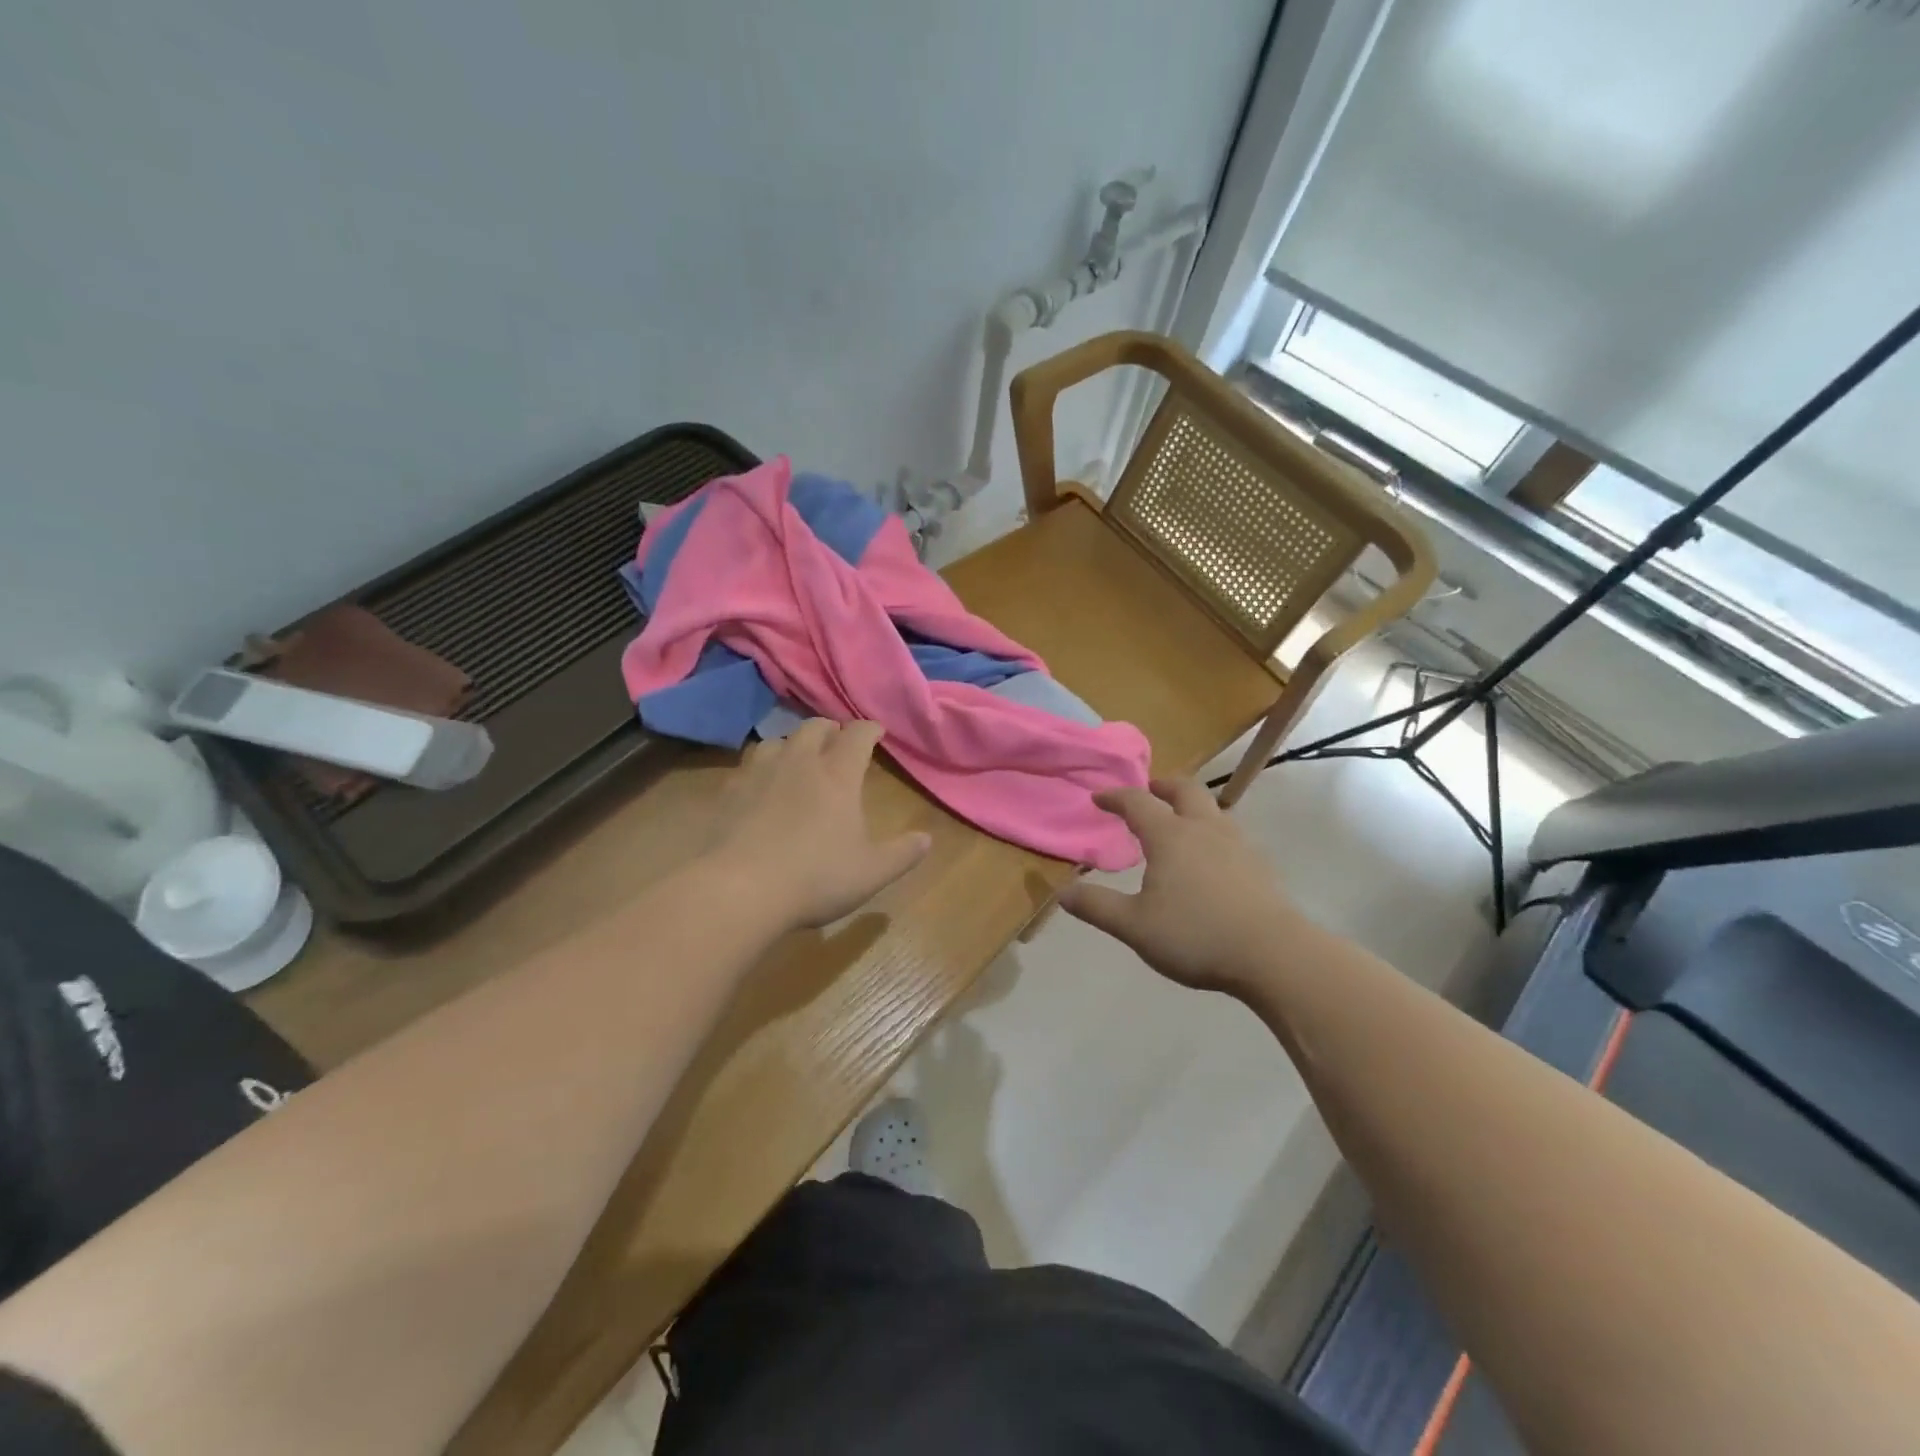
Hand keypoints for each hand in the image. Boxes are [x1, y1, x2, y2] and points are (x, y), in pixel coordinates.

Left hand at [703, 719, 931, 929]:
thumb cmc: (815, 878)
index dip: (869, 729)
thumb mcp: (870, 873)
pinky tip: (757, 785)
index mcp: (837, 775)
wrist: (739, 889)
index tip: (876, 731)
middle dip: (829, 728)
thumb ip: (902, 854)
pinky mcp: (728, 791)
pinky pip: (745, 766)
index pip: (857, 735)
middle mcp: (799, 762)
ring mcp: (758, 773)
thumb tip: (927, 839)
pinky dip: (758, 768)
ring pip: (776, 740)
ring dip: (790, 744)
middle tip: (835, 739)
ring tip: (795, 757)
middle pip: (814, 727)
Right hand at [1059, 779, 1305, 994]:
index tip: (1099, 797)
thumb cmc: (1196, 936)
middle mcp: (1204, 829)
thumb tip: (1063, 892)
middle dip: (1162, 785)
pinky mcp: (1259, 865)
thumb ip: (1097, 907)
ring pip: (1212, 809)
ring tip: (1179, 821)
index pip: (1138, 803)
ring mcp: (1237, 844)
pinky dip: (1211, 830)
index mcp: (1170, 837)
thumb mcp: (1135, 926)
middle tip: (1149, 790)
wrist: (1274, 955)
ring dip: (1191, 806)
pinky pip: (1230, 832)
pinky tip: (1211, 856)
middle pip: (1184, 790)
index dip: (1116, 797)